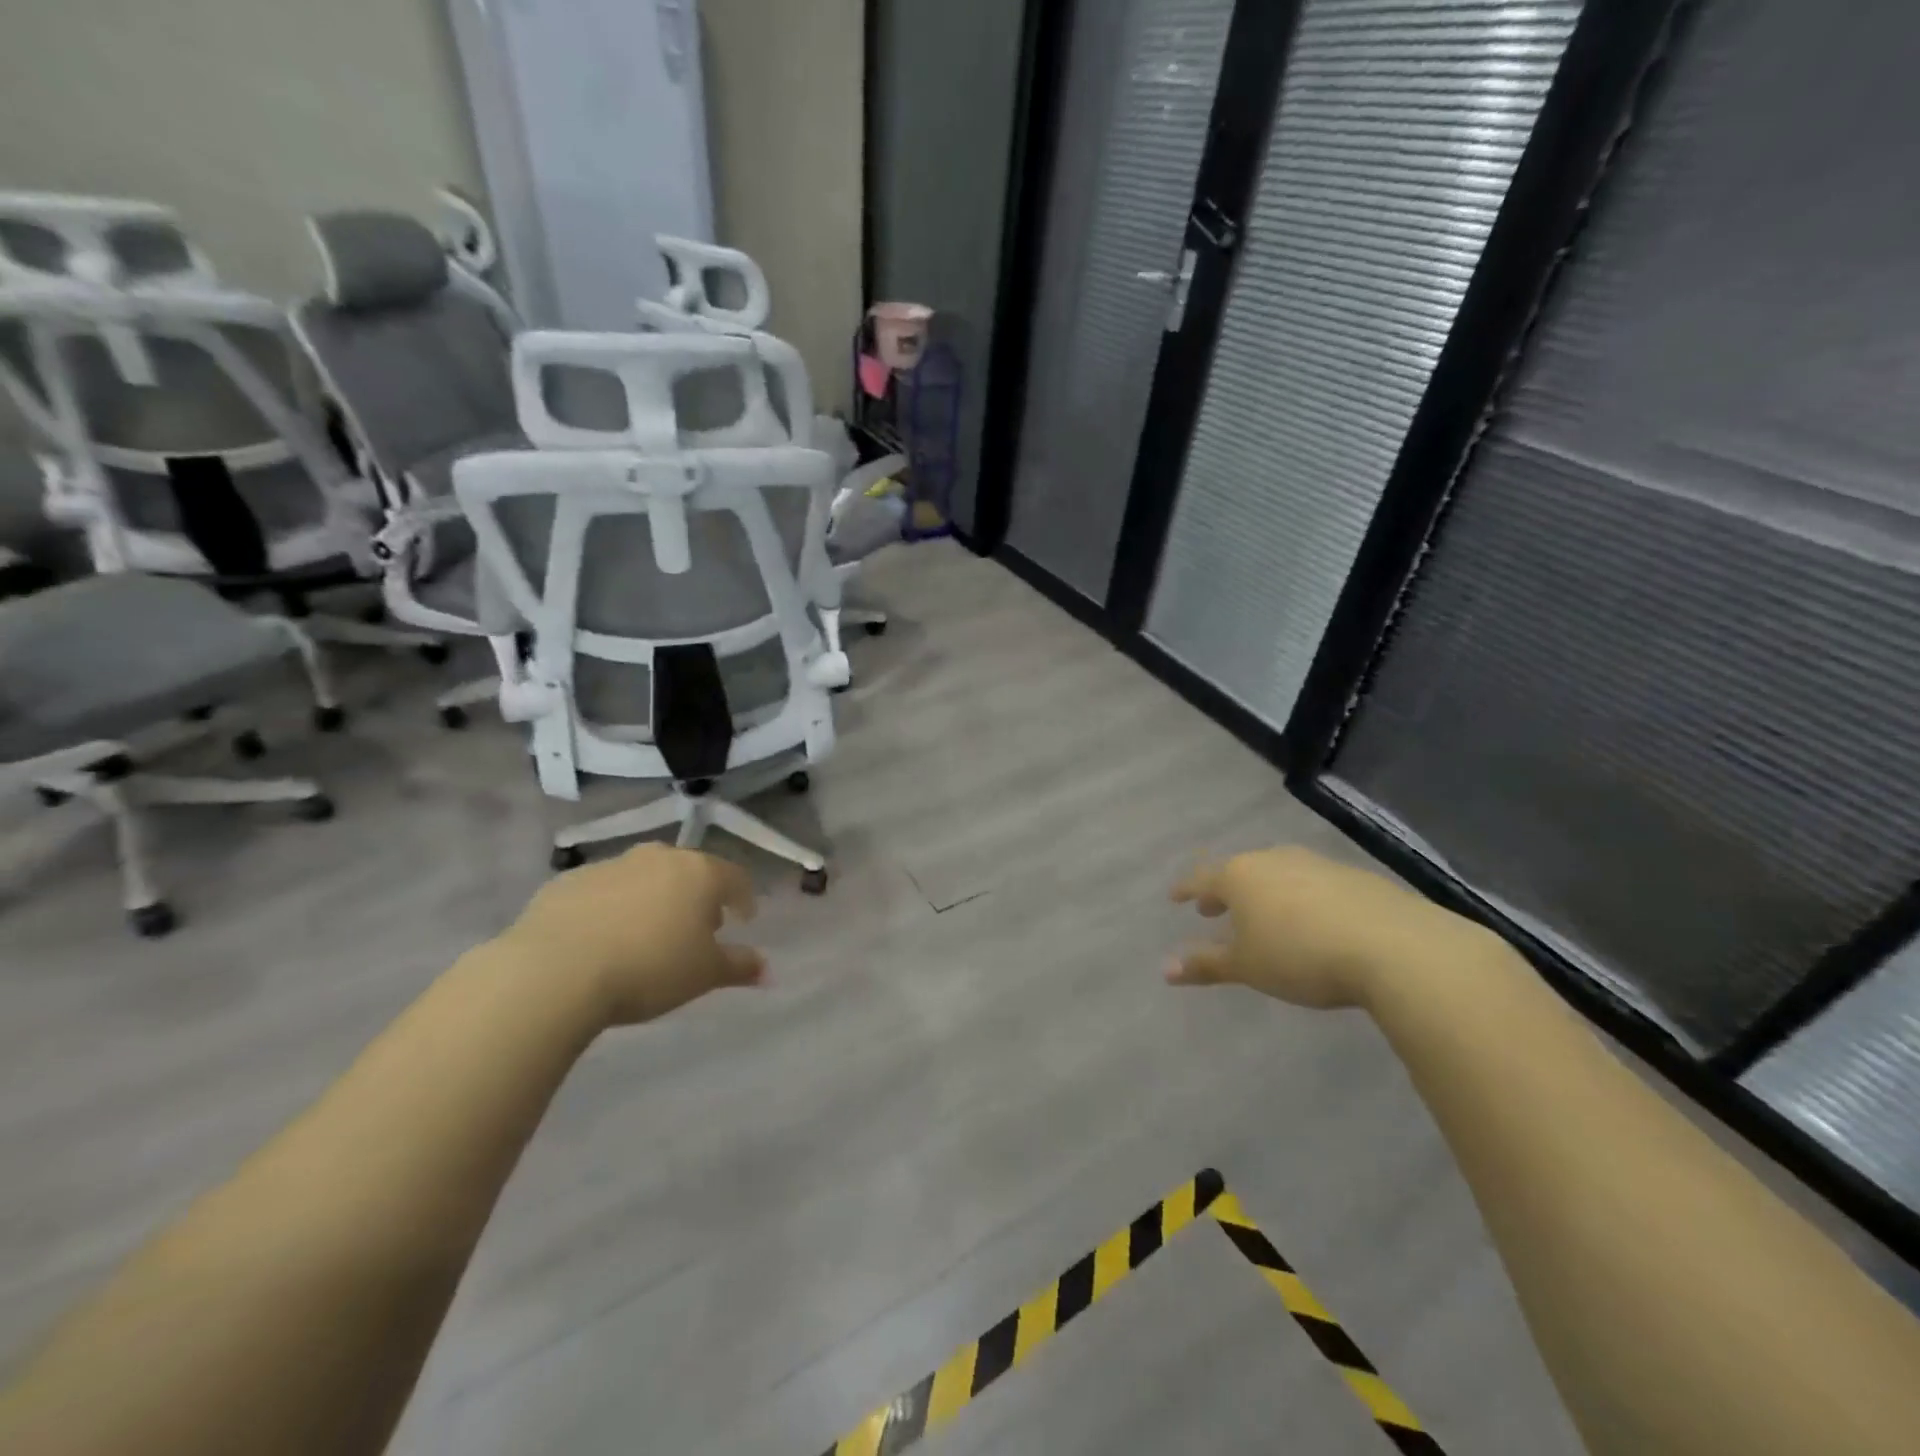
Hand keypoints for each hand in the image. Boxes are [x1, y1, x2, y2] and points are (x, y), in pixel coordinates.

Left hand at [495, 844, 764, 1025]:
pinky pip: (601, 891)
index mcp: (699, 873)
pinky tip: (601, 939)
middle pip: (688, 871)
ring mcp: (610, 865)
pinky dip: (610, 908)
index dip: (743, 898)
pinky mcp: (567, 882)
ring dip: (651, 899)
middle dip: (696, 896)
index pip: (735, 877)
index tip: (743, 919)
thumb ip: (740, 966)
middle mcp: (658, 858)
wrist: (555, 972)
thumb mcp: (704, 974)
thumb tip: (767, 969)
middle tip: (694, 929)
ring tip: (645, 936)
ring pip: (643, 877)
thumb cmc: (649, 968)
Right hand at [1168, 846, 1481, 1008]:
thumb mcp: (1247, 967)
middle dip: (1224, 891)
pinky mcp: (1354, 877)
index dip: (1186, 890)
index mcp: (1240, 876)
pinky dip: (1300, 897)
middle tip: (1214, 908)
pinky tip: (1311, 920)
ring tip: (1264, 915)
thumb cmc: (1301, 956)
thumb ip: (1206, 964)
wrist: (1395, 947)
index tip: (1175, 898)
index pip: (1202, 879)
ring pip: (1278, 873)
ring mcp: (1316, 864)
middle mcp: (1274, 860)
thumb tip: (1165, 968)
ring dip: (1264, 892)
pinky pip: (1312, 883)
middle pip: (1240, 871)